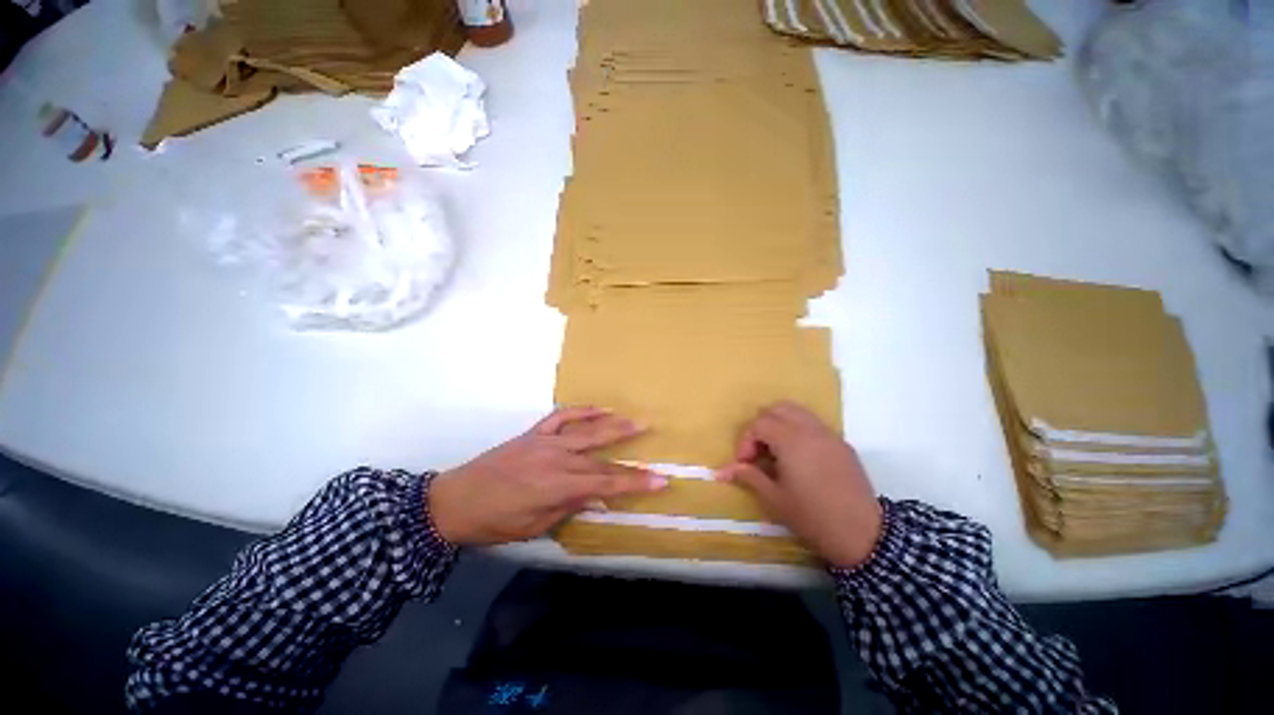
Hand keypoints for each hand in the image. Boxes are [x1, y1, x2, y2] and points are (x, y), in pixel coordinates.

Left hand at [428, 406, 667, 545]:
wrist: (454, 501)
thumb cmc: (495, 522)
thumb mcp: (535, 526)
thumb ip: (569, 507)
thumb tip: (597, 498)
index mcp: (557, 486)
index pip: (605, 484)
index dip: (634, 482)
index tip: (661, 480)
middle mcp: (556, 459)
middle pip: (600, 456)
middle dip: (630, 453)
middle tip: (654, 440)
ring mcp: (545, 441)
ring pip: (586, 431)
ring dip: (612, 424)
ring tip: (635, 420)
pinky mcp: (534, 433)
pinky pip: (561, 416)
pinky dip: (581, 411)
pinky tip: (598, 408)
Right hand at [716, 402, 882, 568]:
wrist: (863, 535)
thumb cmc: (812, 516)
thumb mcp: (774, 498)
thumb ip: (747, 476)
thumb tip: (720, 471)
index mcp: (790, 440)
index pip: (759, 423)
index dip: (745, 441)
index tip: (744, 464)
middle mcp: (810, 429)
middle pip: (777, 409)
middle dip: (761, 426)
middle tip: (758, 452)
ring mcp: (829, 434)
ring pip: (797, 411)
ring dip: (780, 424)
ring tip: (776, 451)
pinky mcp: (842, 444)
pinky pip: (813, 424)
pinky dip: (798, 430)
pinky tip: (799, 457)